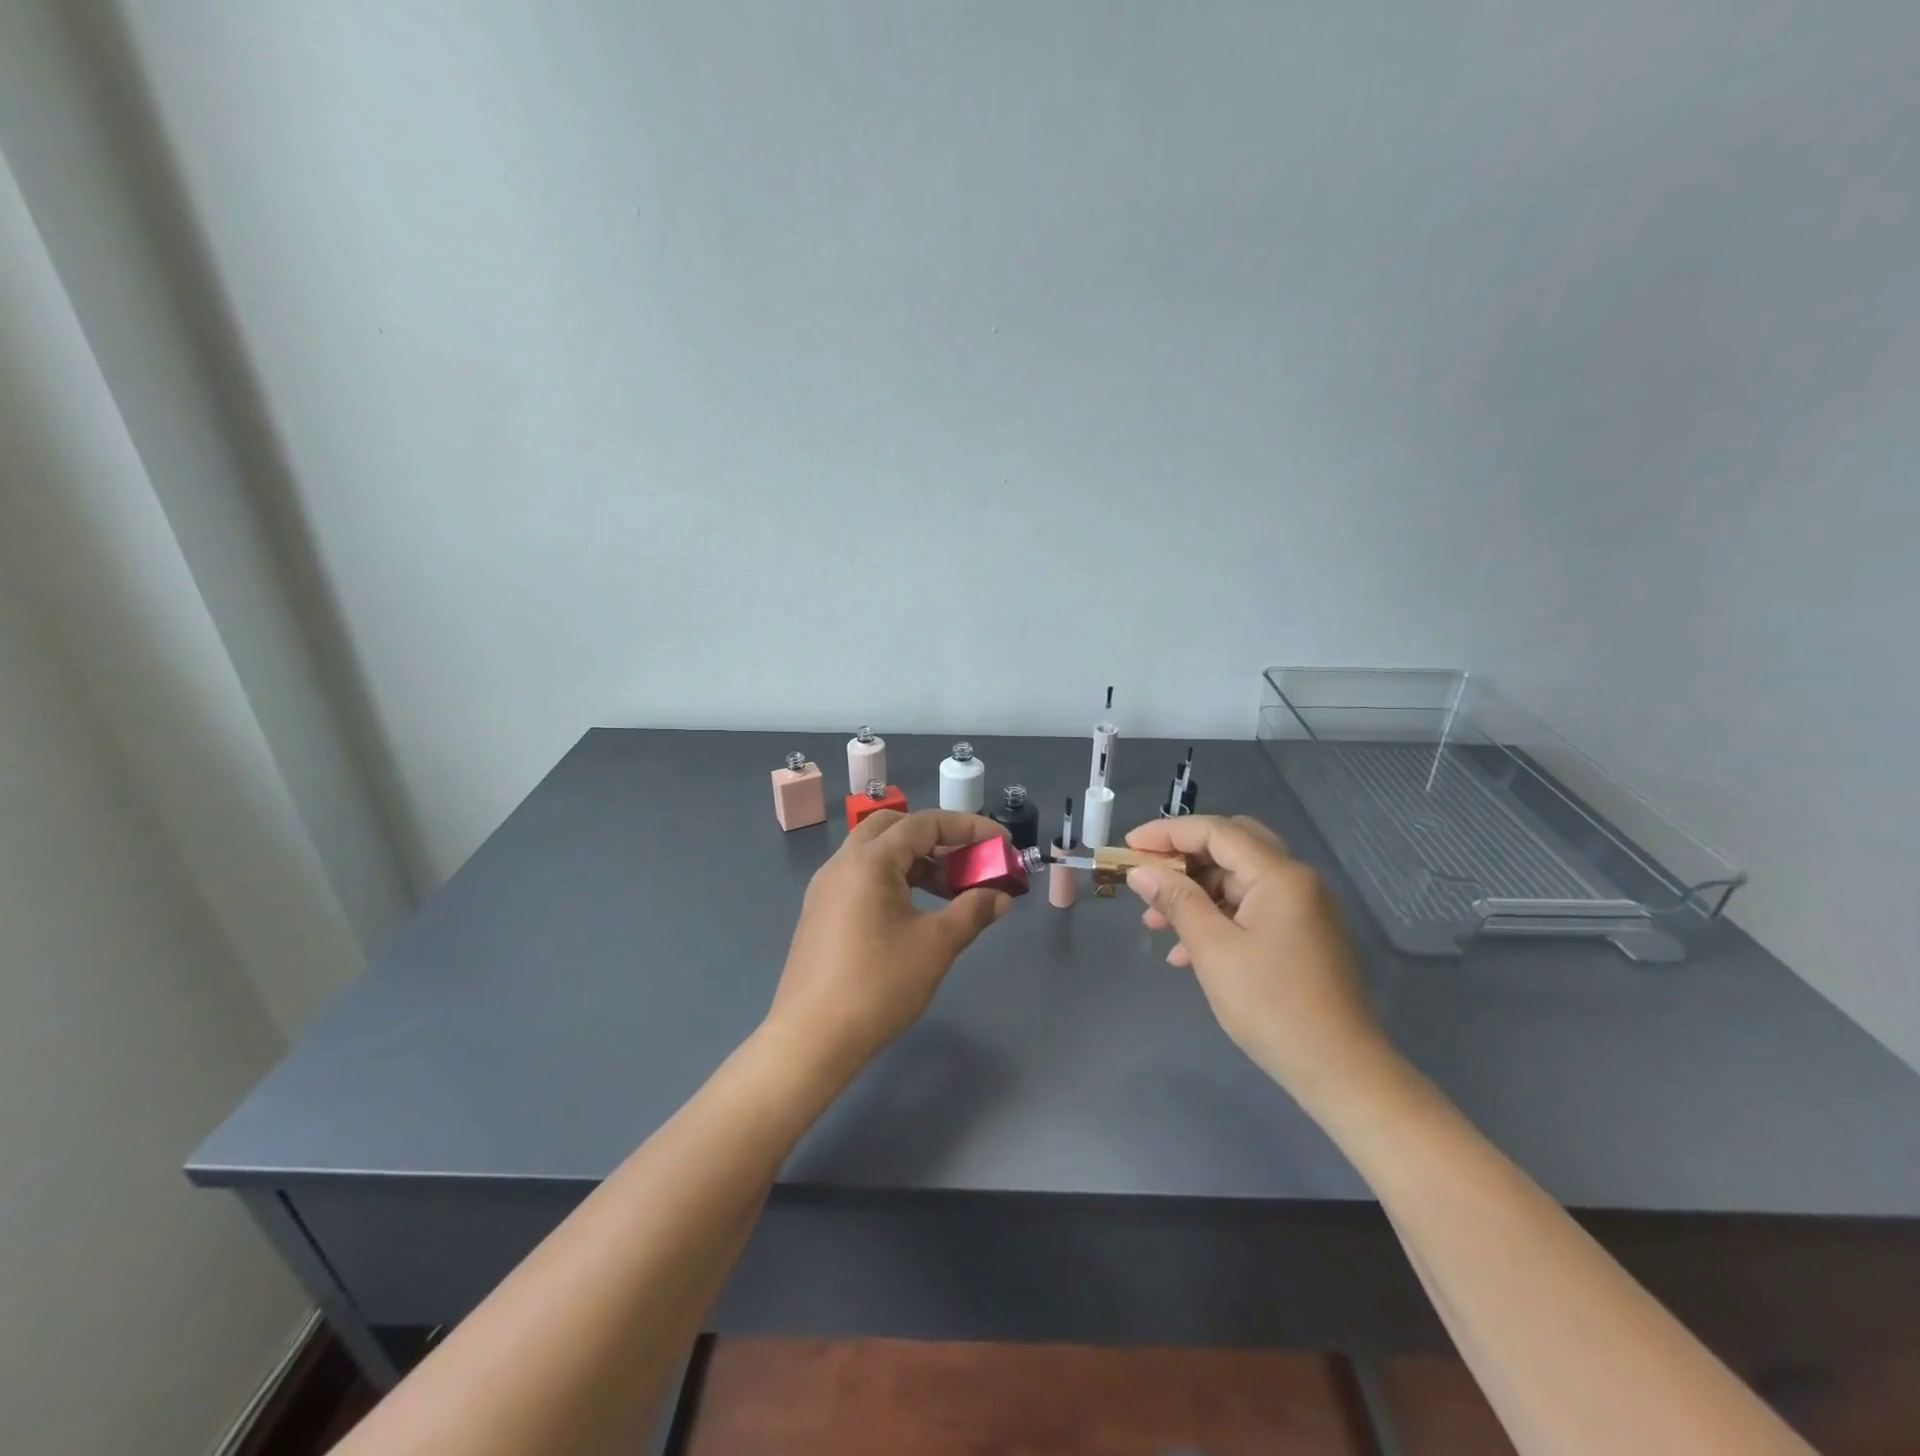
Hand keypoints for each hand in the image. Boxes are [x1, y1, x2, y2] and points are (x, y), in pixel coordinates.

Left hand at [765, 809, 1012, 1081]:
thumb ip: (972, 911)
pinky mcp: (820, 912)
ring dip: (915, 860)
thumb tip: (1000, 896)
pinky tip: (914, 912)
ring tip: (949, 892)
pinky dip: (893, 879)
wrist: (811, 1039)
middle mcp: (842, 863)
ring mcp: (826, 888)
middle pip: (894, 827)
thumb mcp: (936, 946)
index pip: (924, 823)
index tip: (1000, 844)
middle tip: (967, 862)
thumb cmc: (878, 985)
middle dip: (937, 837)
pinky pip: (861, 877)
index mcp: (869, 861)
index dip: (968, 827)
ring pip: (875, 852)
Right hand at [1124, 815, 1391, 1105]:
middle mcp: (1296, 881)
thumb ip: (1176, 901)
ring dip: (1195, 893)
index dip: (1167, 833)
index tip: (1128, 846)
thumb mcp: (1213, 950)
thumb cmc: (1272, 1006)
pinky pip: (1250, 908)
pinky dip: (1217, 917)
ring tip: (1155, 923)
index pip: (1216, 831)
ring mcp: (1302, 908)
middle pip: (1230, 847)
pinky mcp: (1301, 935)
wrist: (1341, 1071)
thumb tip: (1141, 872)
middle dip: (1183, 859)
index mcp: (1279, 875)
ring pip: (1237, 880)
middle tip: (1147, 877)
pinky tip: (1187, 951)